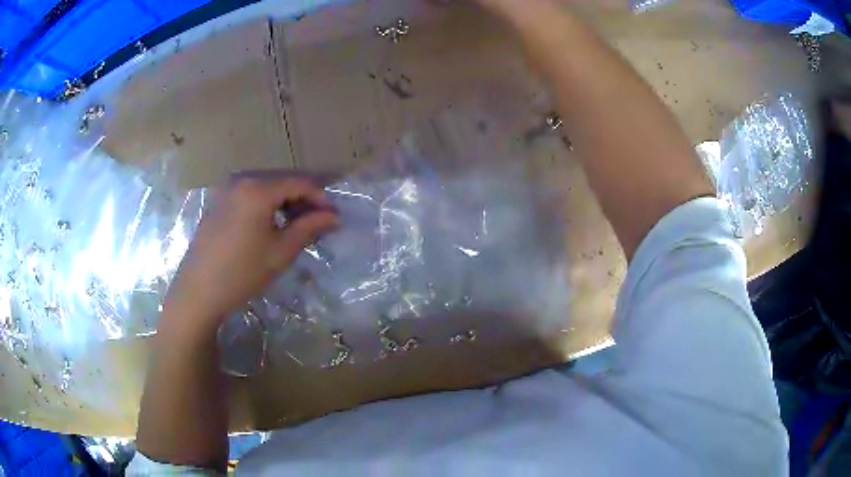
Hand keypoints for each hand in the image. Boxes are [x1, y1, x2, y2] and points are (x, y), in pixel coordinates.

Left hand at [162, 175, 337, 332]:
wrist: (197, 292)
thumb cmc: (241, 273)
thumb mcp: (280, 252)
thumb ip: (309, 228)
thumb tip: (334, 216)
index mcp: (257, 189)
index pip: (300, 182)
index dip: (321, 198)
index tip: (334, 216)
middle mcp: (241, 180)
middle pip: (282, 181)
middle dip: (303, 199)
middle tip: (318, 223)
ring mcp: (226, 190)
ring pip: (265, 188)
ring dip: (285, 202)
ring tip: (296, 226)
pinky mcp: (218, 203)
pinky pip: (249, 195)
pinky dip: (265, 206)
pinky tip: (270, 226)